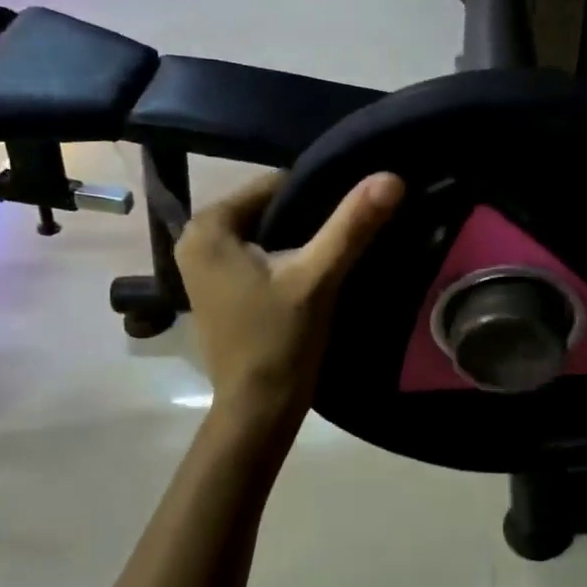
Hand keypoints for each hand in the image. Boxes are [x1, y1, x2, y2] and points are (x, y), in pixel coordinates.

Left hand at [176, 170, 404, 417]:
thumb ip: (351, 225)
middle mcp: (195, 239)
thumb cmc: (281, 341)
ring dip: (299, 239)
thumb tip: (391, 177)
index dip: (318, 195)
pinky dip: (283, 258)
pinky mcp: (216, 288)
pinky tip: (311, 273)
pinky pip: (256, 255)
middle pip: (269, 208)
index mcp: (208, 226)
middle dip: (308, 218)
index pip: (275, 184)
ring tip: (336, 252)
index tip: (351, 213)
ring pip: (265, 232)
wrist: (258, 409)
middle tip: (349, 233)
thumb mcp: (318, 277)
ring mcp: (202, 266)